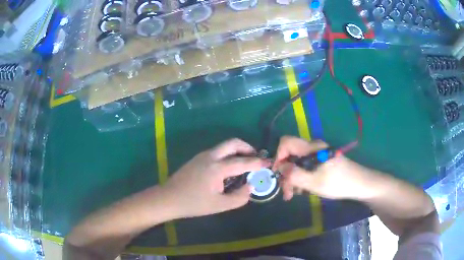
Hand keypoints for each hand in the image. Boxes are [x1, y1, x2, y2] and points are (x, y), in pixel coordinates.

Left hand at [164, 138, 270, 218]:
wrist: (168, 198)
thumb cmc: (194, 203)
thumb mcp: (219, 205)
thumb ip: (239, 197)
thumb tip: (250, 186)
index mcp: (217, 167)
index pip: (243, 162)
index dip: (258, 162)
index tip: (269, 163)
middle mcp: (211, 156)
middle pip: (233, 143)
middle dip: (247, 147)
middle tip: (255, 158)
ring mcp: (203, 155)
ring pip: (224, 146)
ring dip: (237, 150)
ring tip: (244, 163)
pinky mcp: (198, 158)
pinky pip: (217, 151)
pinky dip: (228, 154)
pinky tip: (228, 168)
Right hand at [274, 136, 367, 200]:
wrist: (360, 184)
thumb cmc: (338, 183)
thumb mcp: (314, 182)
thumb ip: (294, 175)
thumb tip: (279, 168)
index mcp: (312, 148)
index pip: (286, 142)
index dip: (278, 156)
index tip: (278, 174)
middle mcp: (313, 148)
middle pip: (291, 155)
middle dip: (286, 173)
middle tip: (287, 193)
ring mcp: (317, 155)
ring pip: (297, 163)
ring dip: (293, 178)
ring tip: (294, 195)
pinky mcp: (321, 162)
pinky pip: (305, 167)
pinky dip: (301, 178)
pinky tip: (303, 190)